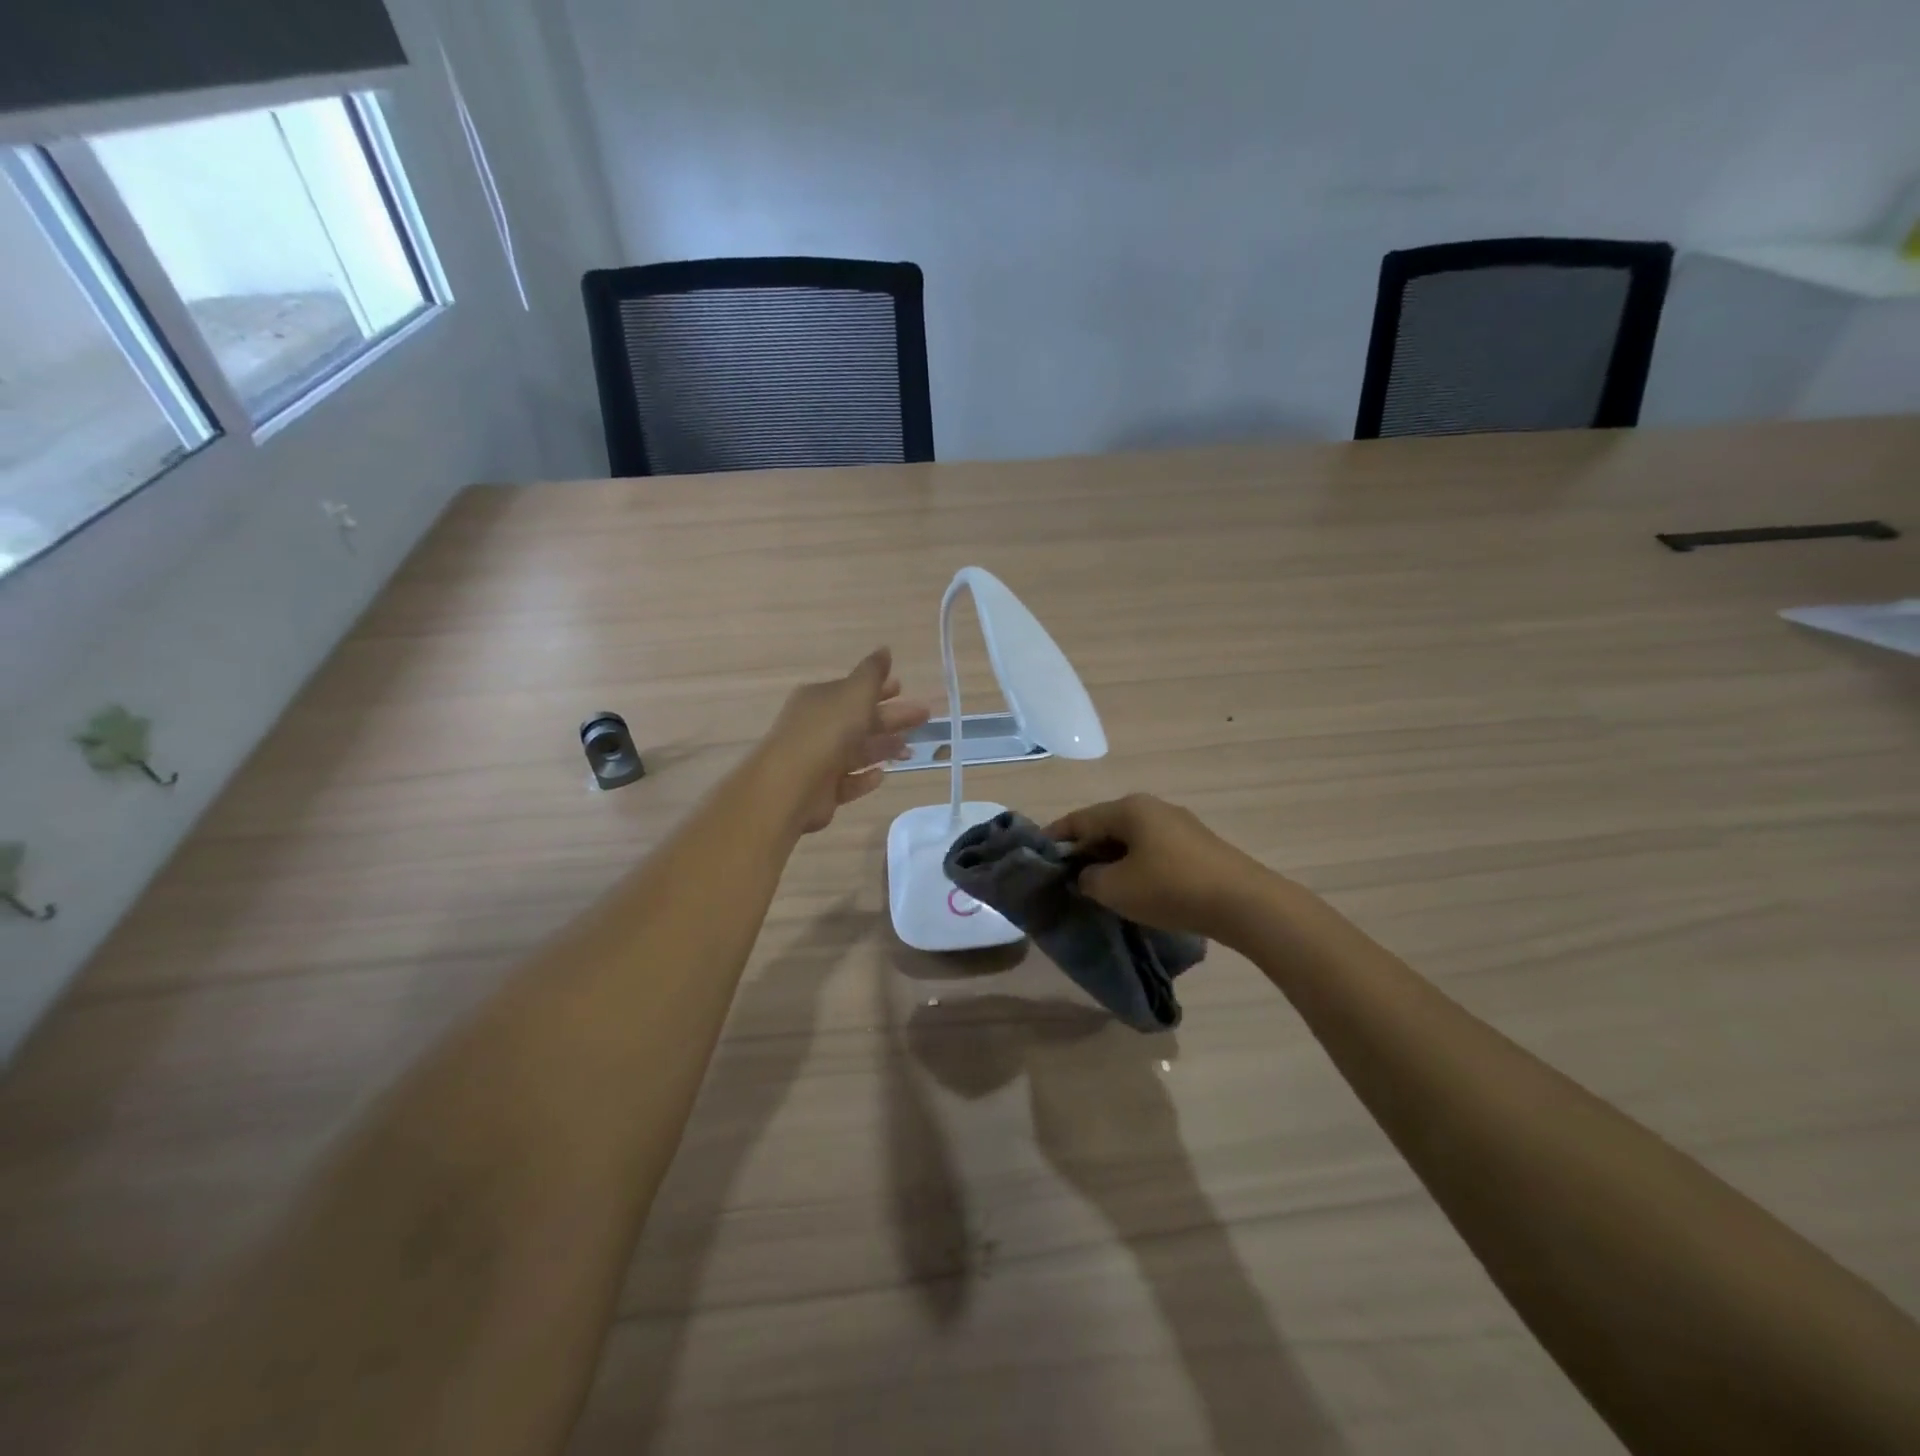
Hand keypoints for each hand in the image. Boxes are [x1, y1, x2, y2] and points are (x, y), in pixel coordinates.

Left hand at [759, 648, 930, 834]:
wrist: (791, 785)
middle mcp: (817, 726)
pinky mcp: (821, 791)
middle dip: (892, 718)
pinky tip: (882, 775)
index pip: (853, 690)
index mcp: (820, 699)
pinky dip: (865, 778)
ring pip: (856, 751)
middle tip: (924, 716)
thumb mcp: (854, 693)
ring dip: (883, 748)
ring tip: (910, 750)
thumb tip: (884, 650)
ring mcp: (817, 760)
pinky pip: (848, 781)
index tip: (903, 687)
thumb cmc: (827, 731)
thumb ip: (872, 673)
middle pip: (860, 720)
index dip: (879, 688)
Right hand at [1045, 794, 1276, 940]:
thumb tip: (1088, 875)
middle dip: (1084, 850)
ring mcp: (1178, 824)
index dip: (1055, 837)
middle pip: (1105, 825)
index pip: (1079, 819)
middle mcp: (1152, 807)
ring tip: (1097, 885)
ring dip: (1110, 859)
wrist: (1244, 903)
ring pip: (1130, 839)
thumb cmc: (1170, 888)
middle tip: (1066, 876)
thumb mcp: (1116, 889)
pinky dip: (1135, 865)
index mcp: (1129, 808)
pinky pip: (1152, 850)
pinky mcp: (1197, 846)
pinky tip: (1134, 888)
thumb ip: (1089, 879)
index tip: (1036, 854)